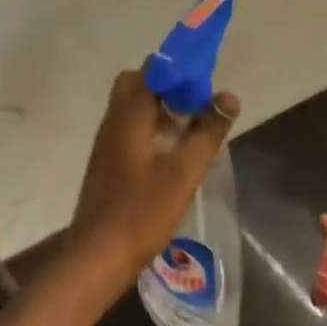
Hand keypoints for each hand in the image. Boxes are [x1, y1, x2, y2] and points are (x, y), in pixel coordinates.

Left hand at [68, 69, 239, 283]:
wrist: (98, 256)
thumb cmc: (142, 211)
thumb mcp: (184, 172)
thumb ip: (208, 132)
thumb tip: (229, 96)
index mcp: (128, 115)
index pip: (150, 70)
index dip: (178, 69)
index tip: (203, 82)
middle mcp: (113, 121)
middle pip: (137, 85)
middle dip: (168, 88)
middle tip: (196, 106)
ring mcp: (106, 143)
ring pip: (133, 109)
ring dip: (161, 110)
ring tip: (192, 129)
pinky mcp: (107, 162)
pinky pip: (130, 130)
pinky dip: (151, 130)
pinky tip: (172, 155)